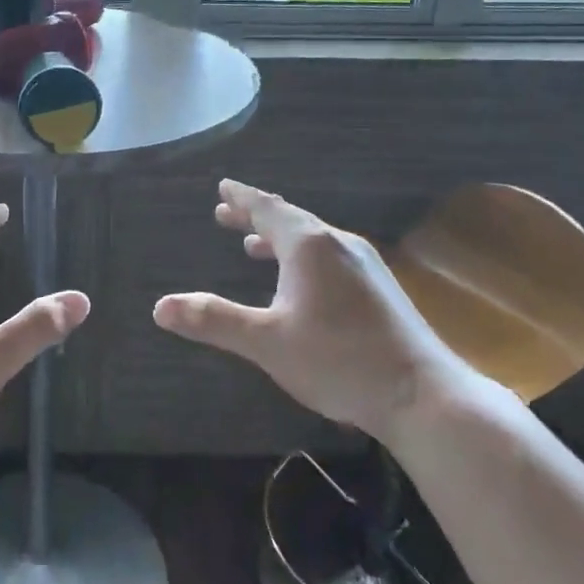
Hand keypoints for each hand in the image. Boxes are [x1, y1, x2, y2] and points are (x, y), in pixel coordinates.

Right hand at [153, 180, 463, 441]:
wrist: (424, 395)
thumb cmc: (340, 361)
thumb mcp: (268, 342)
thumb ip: (214, 321)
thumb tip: (160, 307)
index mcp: (309, 246)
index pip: (268, 209)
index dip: (241, 198)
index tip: (223, 187)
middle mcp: (338, 244)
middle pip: (290, 220)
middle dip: (255, 216)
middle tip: (226, 212)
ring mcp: (365, 265)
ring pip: (312, 239)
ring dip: (279, 238)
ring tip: (253, 245)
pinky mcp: (380, 288)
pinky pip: (329, 257)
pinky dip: (302, 257)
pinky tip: (301, 282)